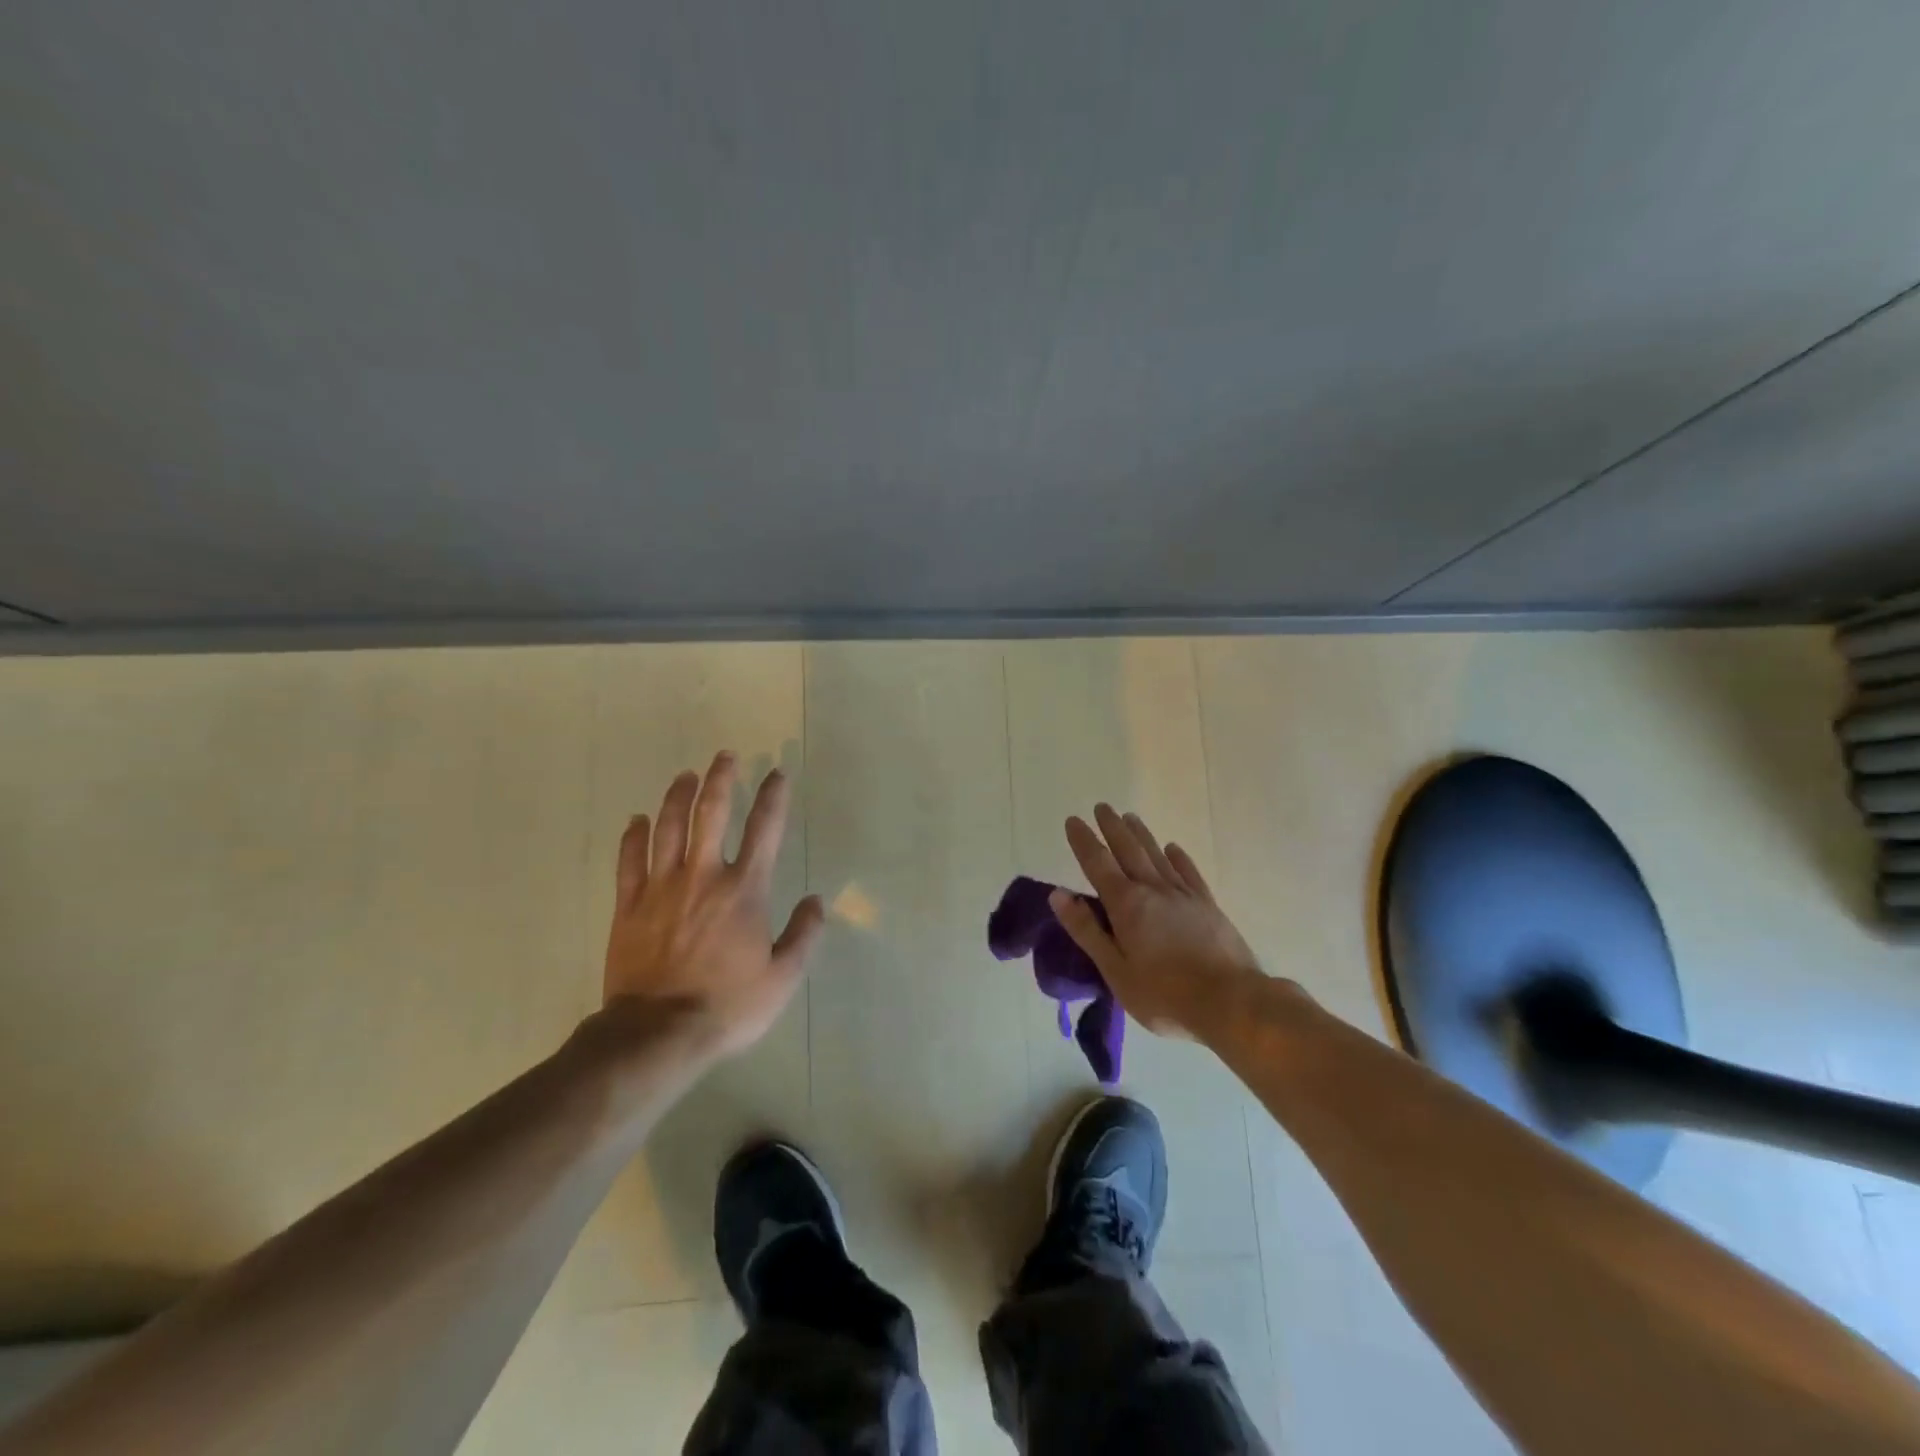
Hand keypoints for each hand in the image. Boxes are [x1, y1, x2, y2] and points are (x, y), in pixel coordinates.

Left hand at [601, 752, 824, 1060]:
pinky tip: (636, 820)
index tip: (777, 774)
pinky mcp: (628, 906)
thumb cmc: (727, 1005)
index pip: (764, 830)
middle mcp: (704, 876)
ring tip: (685, 775)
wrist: (657, 1033)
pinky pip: (629, 861)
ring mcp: (661, 887)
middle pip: (710, 813)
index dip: (773, 798)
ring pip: (667, 828)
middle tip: (725, 756)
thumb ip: (803, 935)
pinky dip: (632, 836)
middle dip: (721, 779)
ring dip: (677, 796)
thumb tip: (817, 901)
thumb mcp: (782, 978)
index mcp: (744, 890)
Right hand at [1051, 804, 1267, 1040]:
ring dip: (1141, 834)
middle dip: (1112, 827)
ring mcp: (1184, 895)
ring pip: (1157, 855)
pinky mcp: (1208, 906)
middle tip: (1102, 807)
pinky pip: (1188, 872)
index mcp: (1126, 904)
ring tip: (1129, 817)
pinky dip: (1178, 857)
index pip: (1098, 863)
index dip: (1084, 841)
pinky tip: (1172, 848)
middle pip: (1129, 850)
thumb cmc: (1164, 994)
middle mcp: (1153, 889)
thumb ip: (1087, 930)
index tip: (1073, 820)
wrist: (1231, 1002)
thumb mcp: (1115, 970)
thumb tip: (1058, 894)